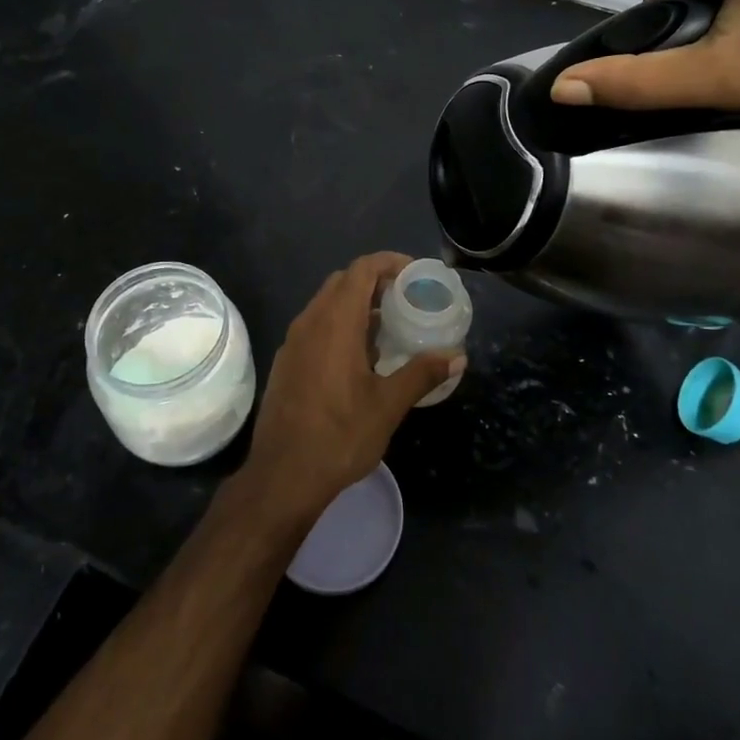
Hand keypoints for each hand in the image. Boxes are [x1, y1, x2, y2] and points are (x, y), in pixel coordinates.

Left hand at [245, 253, 463, 520]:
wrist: (282, 477)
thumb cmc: (339, 436)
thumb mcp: (388, 406)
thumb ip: (422, 374)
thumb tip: (457, 356)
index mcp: (335, 323)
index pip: (361, 270)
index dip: (389, 262)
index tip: (414, 273)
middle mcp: (310, 322)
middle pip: (343, 282)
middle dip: (374, 281)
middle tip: (405, 298)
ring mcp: (293, 342)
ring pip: (326, 304)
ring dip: (356, 304)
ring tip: (388, 326)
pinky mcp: (286, 362)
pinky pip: (315, 326)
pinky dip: (339, 324)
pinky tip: (359, 356)